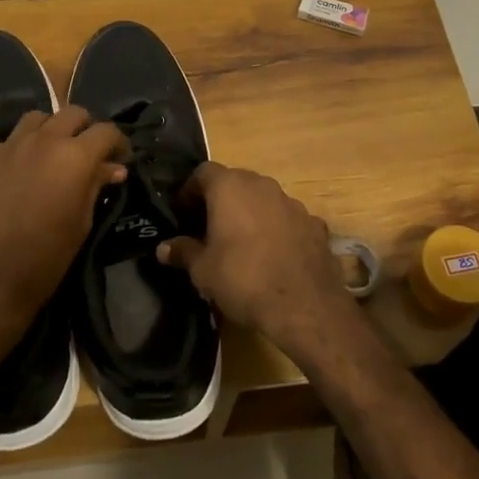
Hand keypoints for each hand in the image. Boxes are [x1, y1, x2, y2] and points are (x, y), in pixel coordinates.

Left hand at [0, 98, 127, 345]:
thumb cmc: (46, 259)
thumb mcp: (82, 223)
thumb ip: (96, 187)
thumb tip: (114, 168)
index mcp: (76, 157)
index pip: (106, 131)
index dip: (118, 143)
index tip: (120, 158)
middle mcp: (46, 140)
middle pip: (73, 114)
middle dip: (85, 128)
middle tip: (86, 151)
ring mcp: (9, 144)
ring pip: (35, 116)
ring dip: (48, 127)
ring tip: (49, 144)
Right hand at [157, 162, 355, 357]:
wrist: (304, 305)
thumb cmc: (243, 279)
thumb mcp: (203, 270)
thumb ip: (183, 252)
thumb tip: (163, 248)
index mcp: (230, 187)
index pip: (203, 172)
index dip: (190, 191)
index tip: (183, 214)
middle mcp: (262, 185)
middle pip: (235, 182)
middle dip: (221, 201)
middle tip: (209, 228)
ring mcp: (292, 202)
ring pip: (264, 199)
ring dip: (251, 213)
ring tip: (242, 244)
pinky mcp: (315, 224)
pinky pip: (288, 220)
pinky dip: (278, 230)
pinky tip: (274, 256)